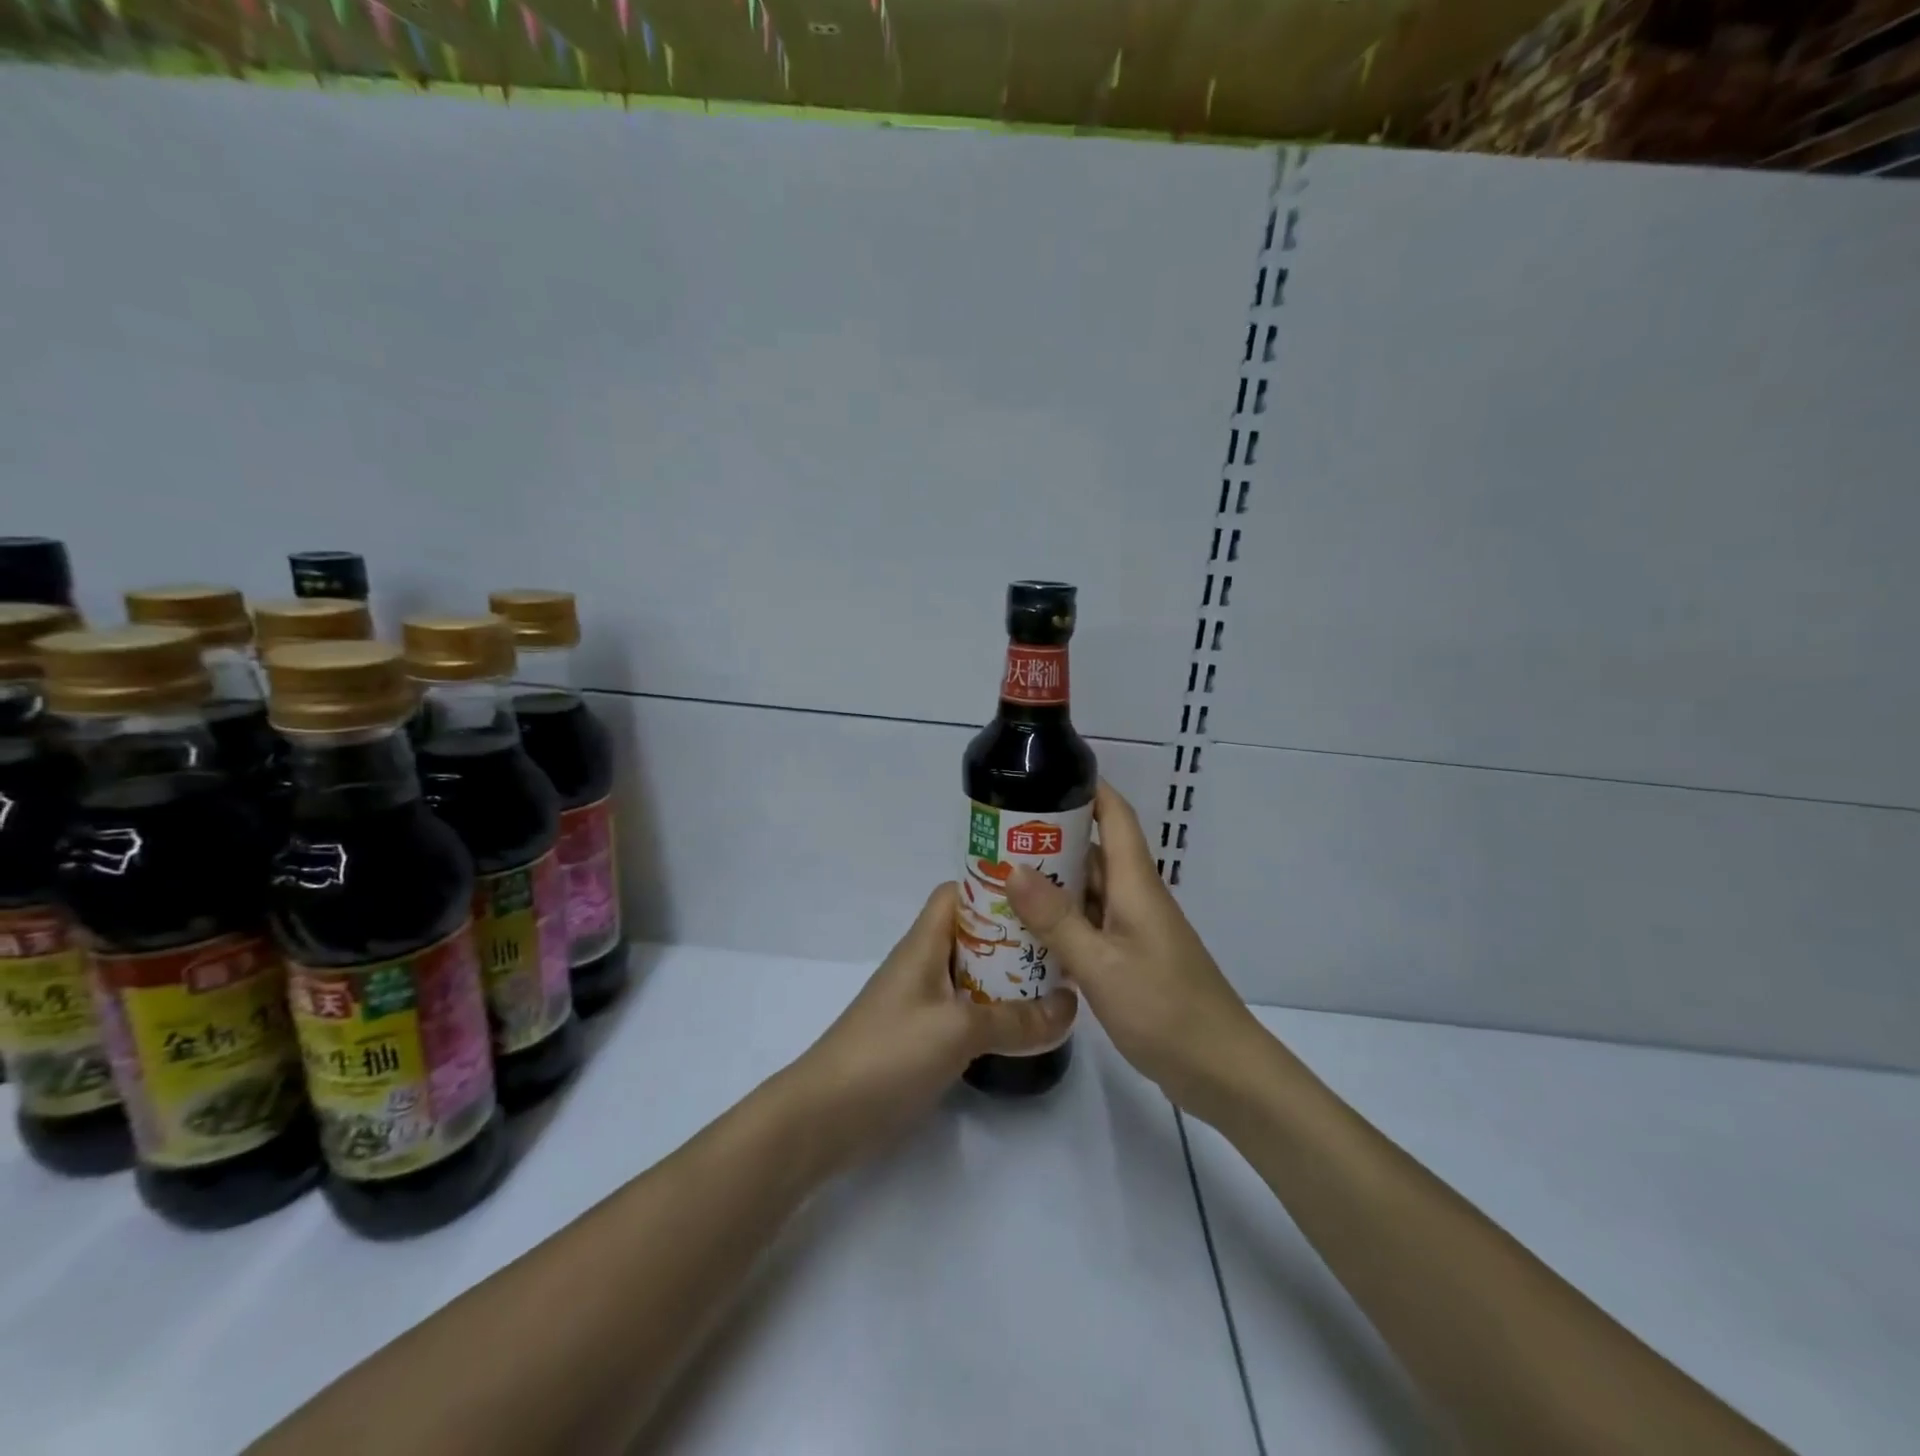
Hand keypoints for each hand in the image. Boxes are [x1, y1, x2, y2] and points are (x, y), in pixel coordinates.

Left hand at [788, 882, 1077, 1172]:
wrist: (825, 1118)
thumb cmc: (888, 1054)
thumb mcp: (958, 1030)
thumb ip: (1016, 1020)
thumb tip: (1071, 1006)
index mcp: (924, 944)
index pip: (958, 894)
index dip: (994, 887)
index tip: (1041, 894)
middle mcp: (924, 965)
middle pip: (973, 934)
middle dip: (1014, 935)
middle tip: (1063, 942)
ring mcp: (923, 1003)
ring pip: (973, 975)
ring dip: (1009, 978)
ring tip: (1058, 981)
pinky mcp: (924, 1038)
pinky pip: (968, 1012)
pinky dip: (996, 1013)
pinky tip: (1027, 1026)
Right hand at [1007, 781, 1261, 1118]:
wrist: (1222, 1071)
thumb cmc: (1164, 1008)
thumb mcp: (1100, 964)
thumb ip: (1056, 918)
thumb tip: (1013, 867)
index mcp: (1135, 884)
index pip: (1115, 816)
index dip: (1086, 788)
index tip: (1042, 776)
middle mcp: (1136, 898)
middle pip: (1094, 852)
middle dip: (1049, 839)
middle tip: (997, 838)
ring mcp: (1135, 930)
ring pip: (1089, 891)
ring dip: (1052, 884)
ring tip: (1001, 881)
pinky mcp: (1132, 959)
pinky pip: (1091, 925)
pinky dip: (1062, 922)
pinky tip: (1028, 934)